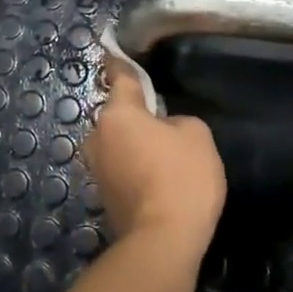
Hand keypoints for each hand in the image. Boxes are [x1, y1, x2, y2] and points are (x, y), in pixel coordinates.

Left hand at [84, 52, 226, 262]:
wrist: (163, 242)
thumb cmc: (181, 178)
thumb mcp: (196, 135)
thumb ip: (177, 120)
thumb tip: (163, 129)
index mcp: (118, 113)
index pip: (119, 76)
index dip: (120, 62)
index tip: (113, 49)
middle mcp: (98, 136)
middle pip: (118, 114)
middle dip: (136, 115)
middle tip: (164, 123)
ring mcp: (96, 169)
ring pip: (117, 143)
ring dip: (134, 144)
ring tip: (164, 157)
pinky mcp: (103, 196)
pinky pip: (120, 168)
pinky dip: (135, 169)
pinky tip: (157, 181)